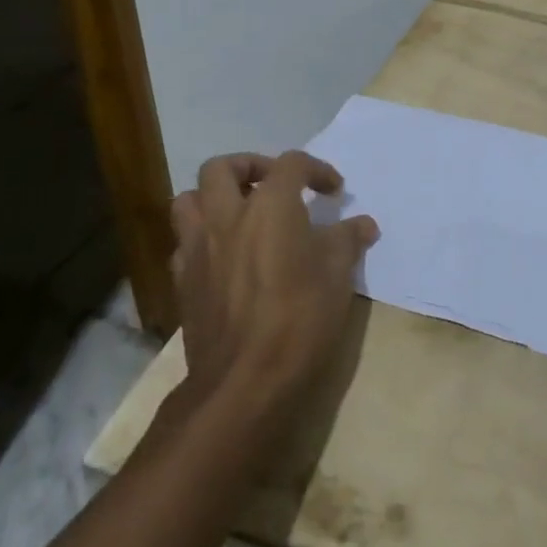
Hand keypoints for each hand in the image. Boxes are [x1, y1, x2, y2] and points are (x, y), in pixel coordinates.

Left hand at [170, 151, 378, 406]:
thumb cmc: (299, 318)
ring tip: (241, 215)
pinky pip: (184, 243)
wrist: (244, 382)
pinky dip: (202, 238)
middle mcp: (227, 216)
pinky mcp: (183, 282)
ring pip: (189, 200)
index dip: (316, 169)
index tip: (334, 191)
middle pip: (221, 167)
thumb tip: (364, 224)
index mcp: (269, 206)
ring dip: (213, 198)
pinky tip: (225, 257)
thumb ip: (348, 240)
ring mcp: (197, 248)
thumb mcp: (338, 275)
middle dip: (249, 167)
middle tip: (273, 185)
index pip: (291, 164)